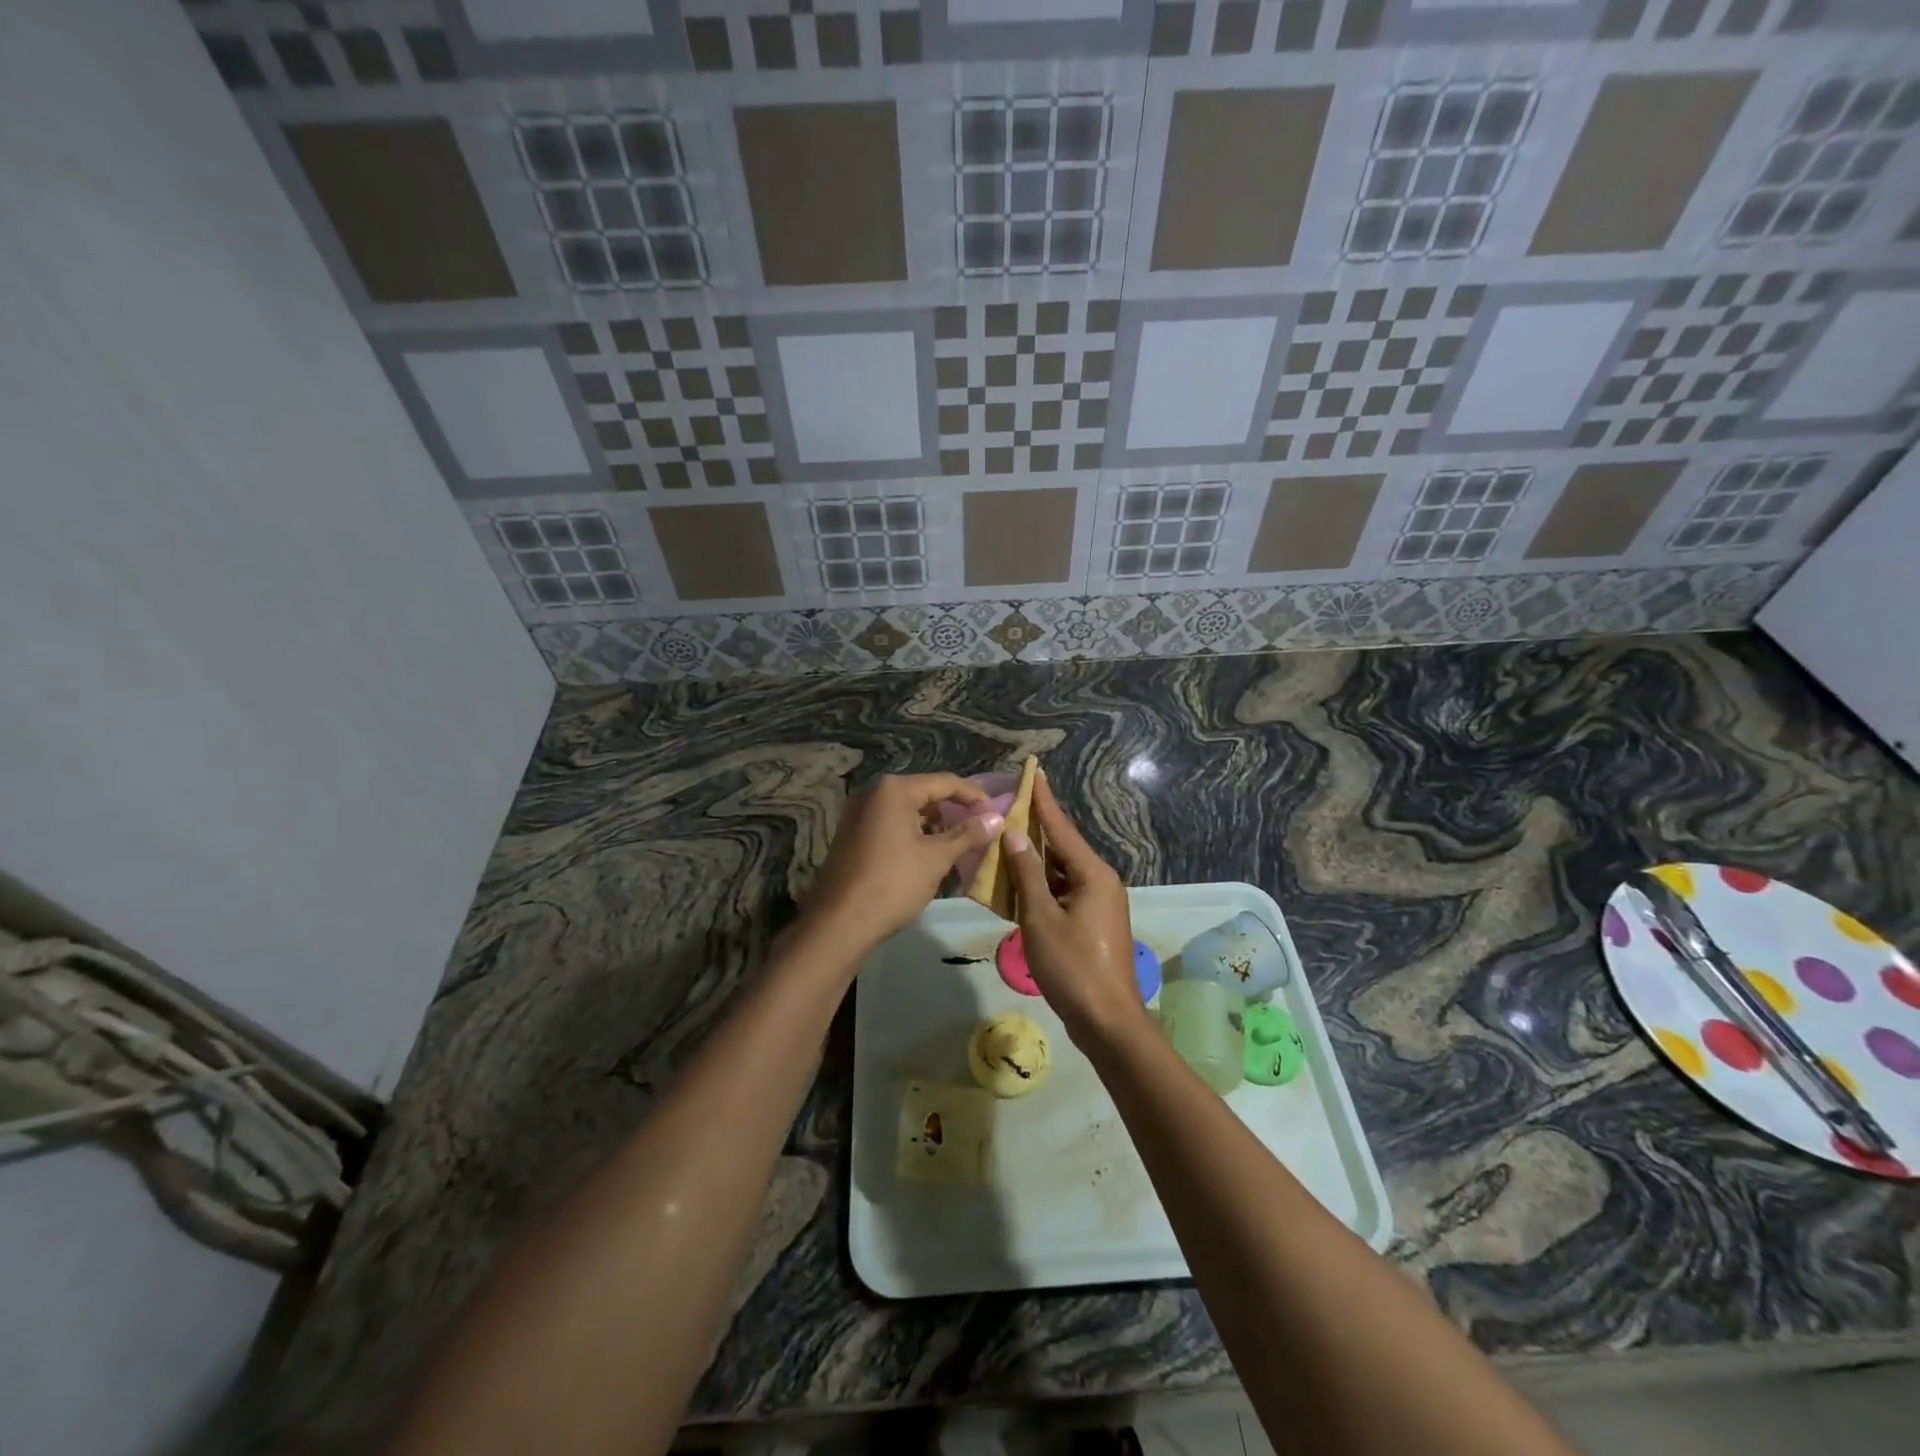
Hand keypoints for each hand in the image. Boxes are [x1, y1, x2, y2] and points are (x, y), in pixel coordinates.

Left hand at [802, 773, 1004, 959]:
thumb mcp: (936, 858)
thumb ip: (968, 834)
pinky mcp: (851, 836)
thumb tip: (997, 818)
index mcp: (894, 790)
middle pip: (924, 794)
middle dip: (953, 811)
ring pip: (906, 811)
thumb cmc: (893, 883)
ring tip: (958, 845)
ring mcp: (858, 814)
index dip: (974, 797)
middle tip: (980, 829)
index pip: (945, 783)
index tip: (997, 813)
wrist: (839, 923)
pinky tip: (928, 855)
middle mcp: (872, 793)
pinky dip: (912, 834)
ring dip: (934, 825)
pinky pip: (890, 825)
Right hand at [1000, 774, 1146, 1042]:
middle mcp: (1100, 881)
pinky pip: (1064, 892)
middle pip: (1062, 848)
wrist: (1107, 1021)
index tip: (1031, 772)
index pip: (1062, 827)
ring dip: (1035, 861)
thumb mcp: (1041, 918)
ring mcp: (1099, 903)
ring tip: (1005, 841)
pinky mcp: (1093, 923)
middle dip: (1035, 829)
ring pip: (1061, 872)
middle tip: (1007, 807)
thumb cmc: (1072, 967)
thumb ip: (1027, 873)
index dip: (1043, 800)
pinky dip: (1042, 885)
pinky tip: (1019, 884)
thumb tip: (1016, 833)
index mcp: (1093, 874)